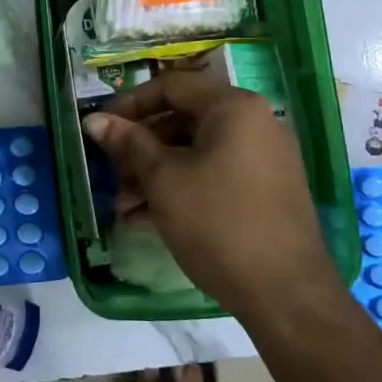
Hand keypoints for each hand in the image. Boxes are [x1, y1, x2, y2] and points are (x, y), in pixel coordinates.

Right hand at [83, 72, 334, 318]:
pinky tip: (148, 219)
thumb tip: (94, 119)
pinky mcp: (266, 192)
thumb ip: (128, 144)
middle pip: (184, 119)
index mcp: (234, 107)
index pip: (172, 86)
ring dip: (156, 173)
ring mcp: (264, 159)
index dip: (130, 104)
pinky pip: (215, 175)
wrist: (286, 295)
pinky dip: (182, 188)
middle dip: (141, 147)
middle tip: (111, 174)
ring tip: (124, 207)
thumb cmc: (218, 223)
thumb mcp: (164, 180)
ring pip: (197, 151)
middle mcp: (255, 123)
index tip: (101, 128)